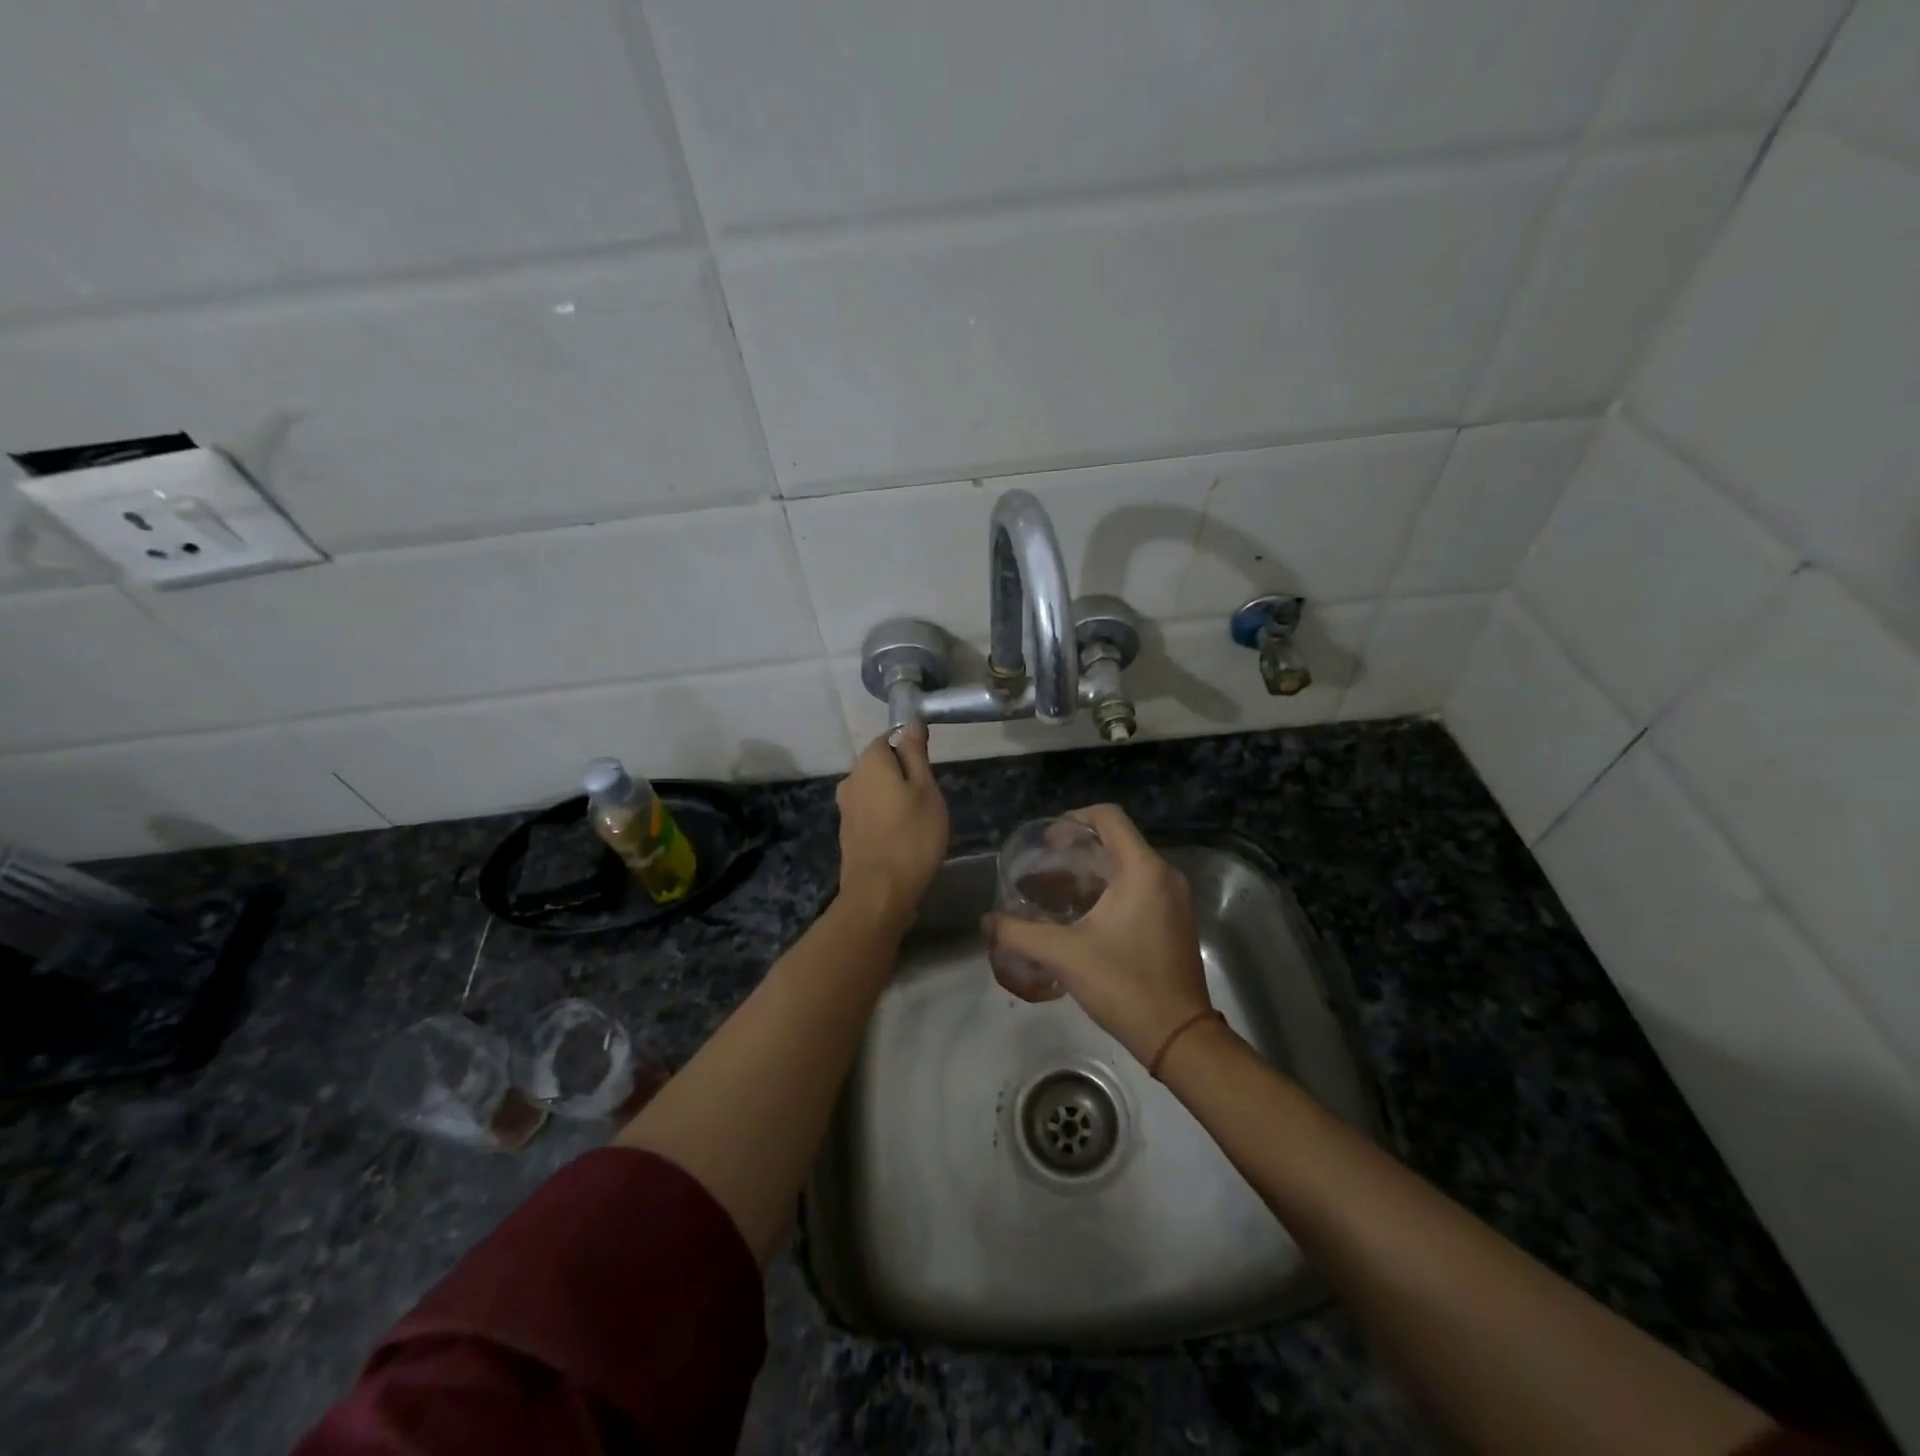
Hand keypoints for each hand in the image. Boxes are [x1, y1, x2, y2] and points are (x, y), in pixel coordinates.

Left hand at [835, 724, 948, 927]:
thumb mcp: (925, 788)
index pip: (890, 738)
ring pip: (876, 791)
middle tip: (930, 798)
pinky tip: (903, 837)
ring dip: (895, 799)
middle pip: (881, 765)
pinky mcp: (847, 833)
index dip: (912, 749)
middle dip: (904, 775)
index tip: (931, 769)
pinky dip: (886, 818)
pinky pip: (871, 813)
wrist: (879, 892)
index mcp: (869, 762)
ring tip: (920, 820)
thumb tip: (911, 723)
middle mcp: (851, 779)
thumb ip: (916, 754)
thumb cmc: (912, 836)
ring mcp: (846, 808)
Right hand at [983, 804, 1211, 1066]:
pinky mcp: (1175, 920)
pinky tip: (1083, 918)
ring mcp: (1174, 898)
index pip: (1108, 816)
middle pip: (1116, 840)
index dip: (1073, 820)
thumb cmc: (1124, 984)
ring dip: (1092, 873)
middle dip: (1077, 850)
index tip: (1047, 844)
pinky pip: (1139, 887)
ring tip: (1056, 893)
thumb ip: (1019, 933)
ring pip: (1127, 866)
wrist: (1178, 1036)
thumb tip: (987, 921)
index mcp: (1142, 869)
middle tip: (1044, 870)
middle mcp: (1164, 875)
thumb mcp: (1064, 955)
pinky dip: (1110, 891)